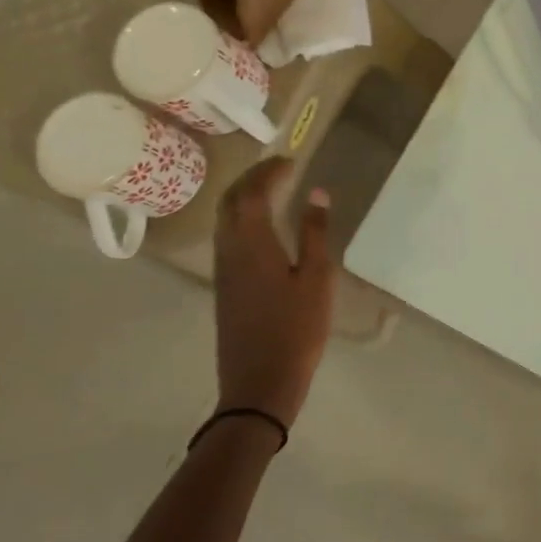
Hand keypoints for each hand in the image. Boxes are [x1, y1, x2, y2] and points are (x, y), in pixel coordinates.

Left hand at [213, 157, 336, 431]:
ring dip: (243, 195)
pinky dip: (242, 217)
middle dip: (252, 177)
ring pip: (224, 218)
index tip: (292, 159)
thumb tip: (316, 193)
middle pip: (230, 200)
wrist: (260, 382)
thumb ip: (314, 233)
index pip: (254, 192)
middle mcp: (229, 249)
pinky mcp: (224, 285)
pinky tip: (262, 225)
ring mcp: (223, 268)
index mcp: (252, 242)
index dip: (271, 171)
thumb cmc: (296, 329)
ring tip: (271, 188)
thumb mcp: (317, 278)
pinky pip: (226, 235)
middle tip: (279, 167)